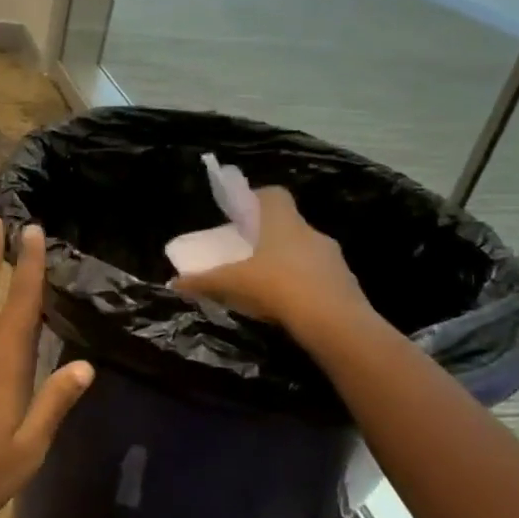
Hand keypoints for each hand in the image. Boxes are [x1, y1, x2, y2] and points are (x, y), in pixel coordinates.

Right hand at [172, 187, 373, 339]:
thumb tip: (174, 283)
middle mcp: (310, 233)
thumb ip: (204, 281)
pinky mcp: (344, 283)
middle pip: (287, 225)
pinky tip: (287, 304)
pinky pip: (317, 275)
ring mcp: (331, 257)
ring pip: (303, 251)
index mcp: (283, 223)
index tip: (240, 215)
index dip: (256, 199)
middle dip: (267, 237)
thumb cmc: (278, 287)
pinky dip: (302, 284)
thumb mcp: (233, 284)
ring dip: (285, 262)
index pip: (273, 195)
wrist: (335, 322)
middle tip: (245, 253)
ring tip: (265, 282)